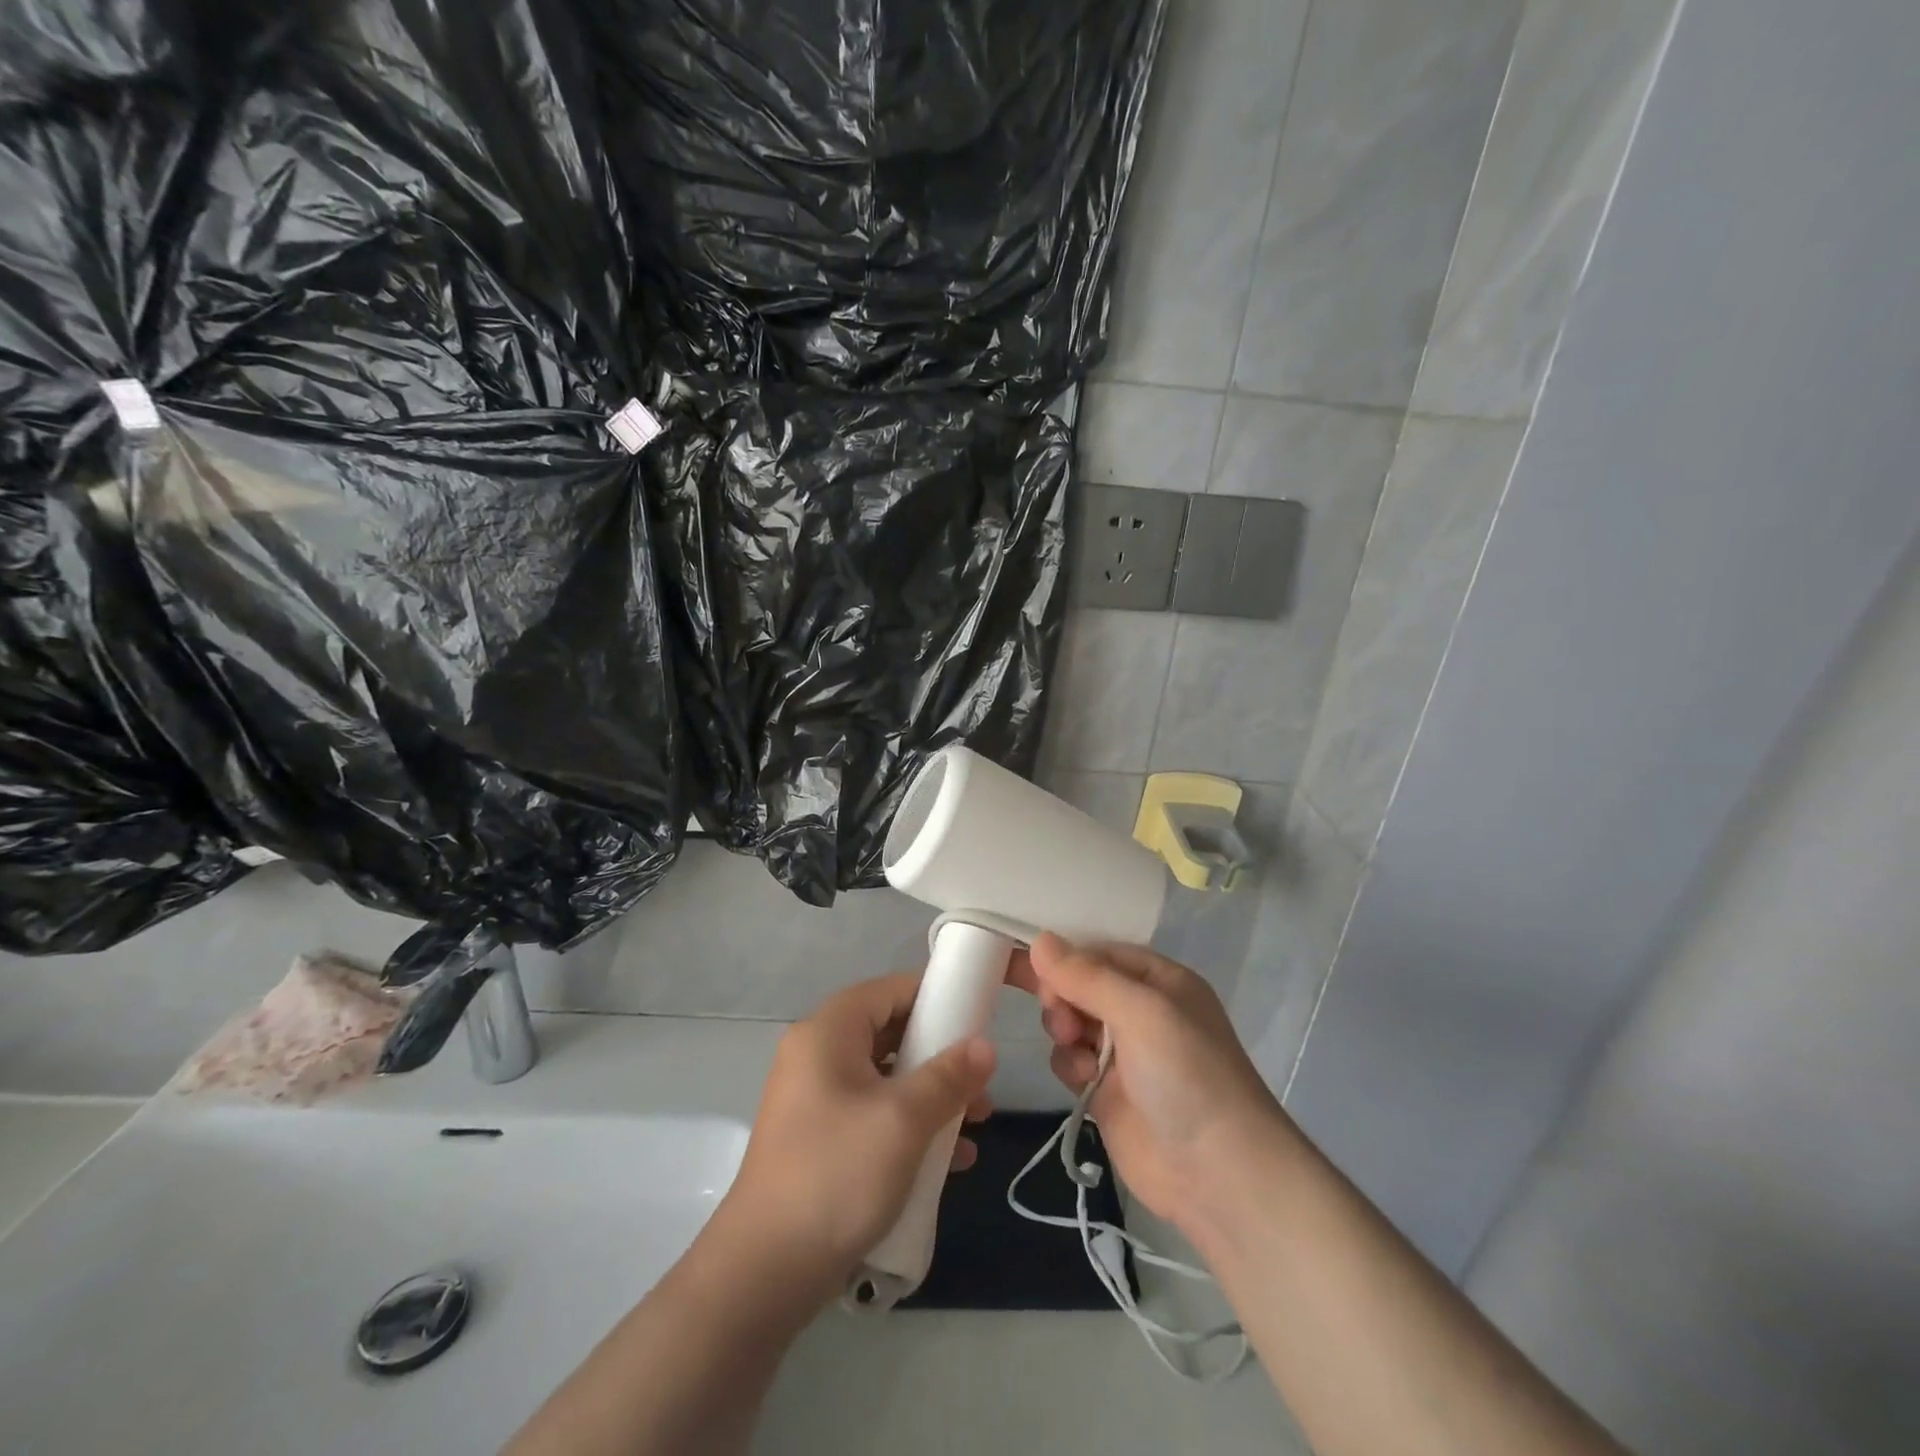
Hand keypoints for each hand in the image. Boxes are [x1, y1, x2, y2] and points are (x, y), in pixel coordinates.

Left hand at [718, 972, 995, 1300]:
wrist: (763, 1272)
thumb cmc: (837, 1174)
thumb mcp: (904, 1119)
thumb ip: (949, 1076)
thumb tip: (986, 1045)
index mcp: (829, 1031)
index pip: (890, 990)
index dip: (936, 999)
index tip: (978, 1022)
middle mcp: (816, 1053)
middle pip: (890, 1033)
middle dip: (940, 1057)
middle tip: (981, 1086)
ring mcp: (814, 1098)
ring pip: (885, 1078)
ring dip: (931, 1097)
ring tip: (974, 1126)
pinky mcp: (818, 1139)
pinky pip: (871, 1113)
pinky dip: (907, 1127)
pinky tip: (948, 1163)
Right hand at [1008, 933, 1281, 1228]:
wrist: (1216, 1173)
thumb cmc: (1185, 1074)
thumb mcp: (1140, 1011)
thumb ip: (1087, 976)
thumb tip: (1040, 940)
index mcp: (1159, 981)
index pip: (1099, 952)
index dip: (1066, 958)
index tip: (1034, 968)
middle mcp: (1141, 1011)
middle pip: (1080, 985)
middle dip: (1062, 995)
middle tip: (1059, 1014)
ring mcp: (1124, 1053)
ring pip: (1070, 1021)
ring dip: (1064, 1029)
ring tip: (1074, 1045)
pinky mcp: (1106, 1091)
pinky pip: (1070, 1060)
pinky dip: (1069, 1064)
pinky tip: (1084, 1081)